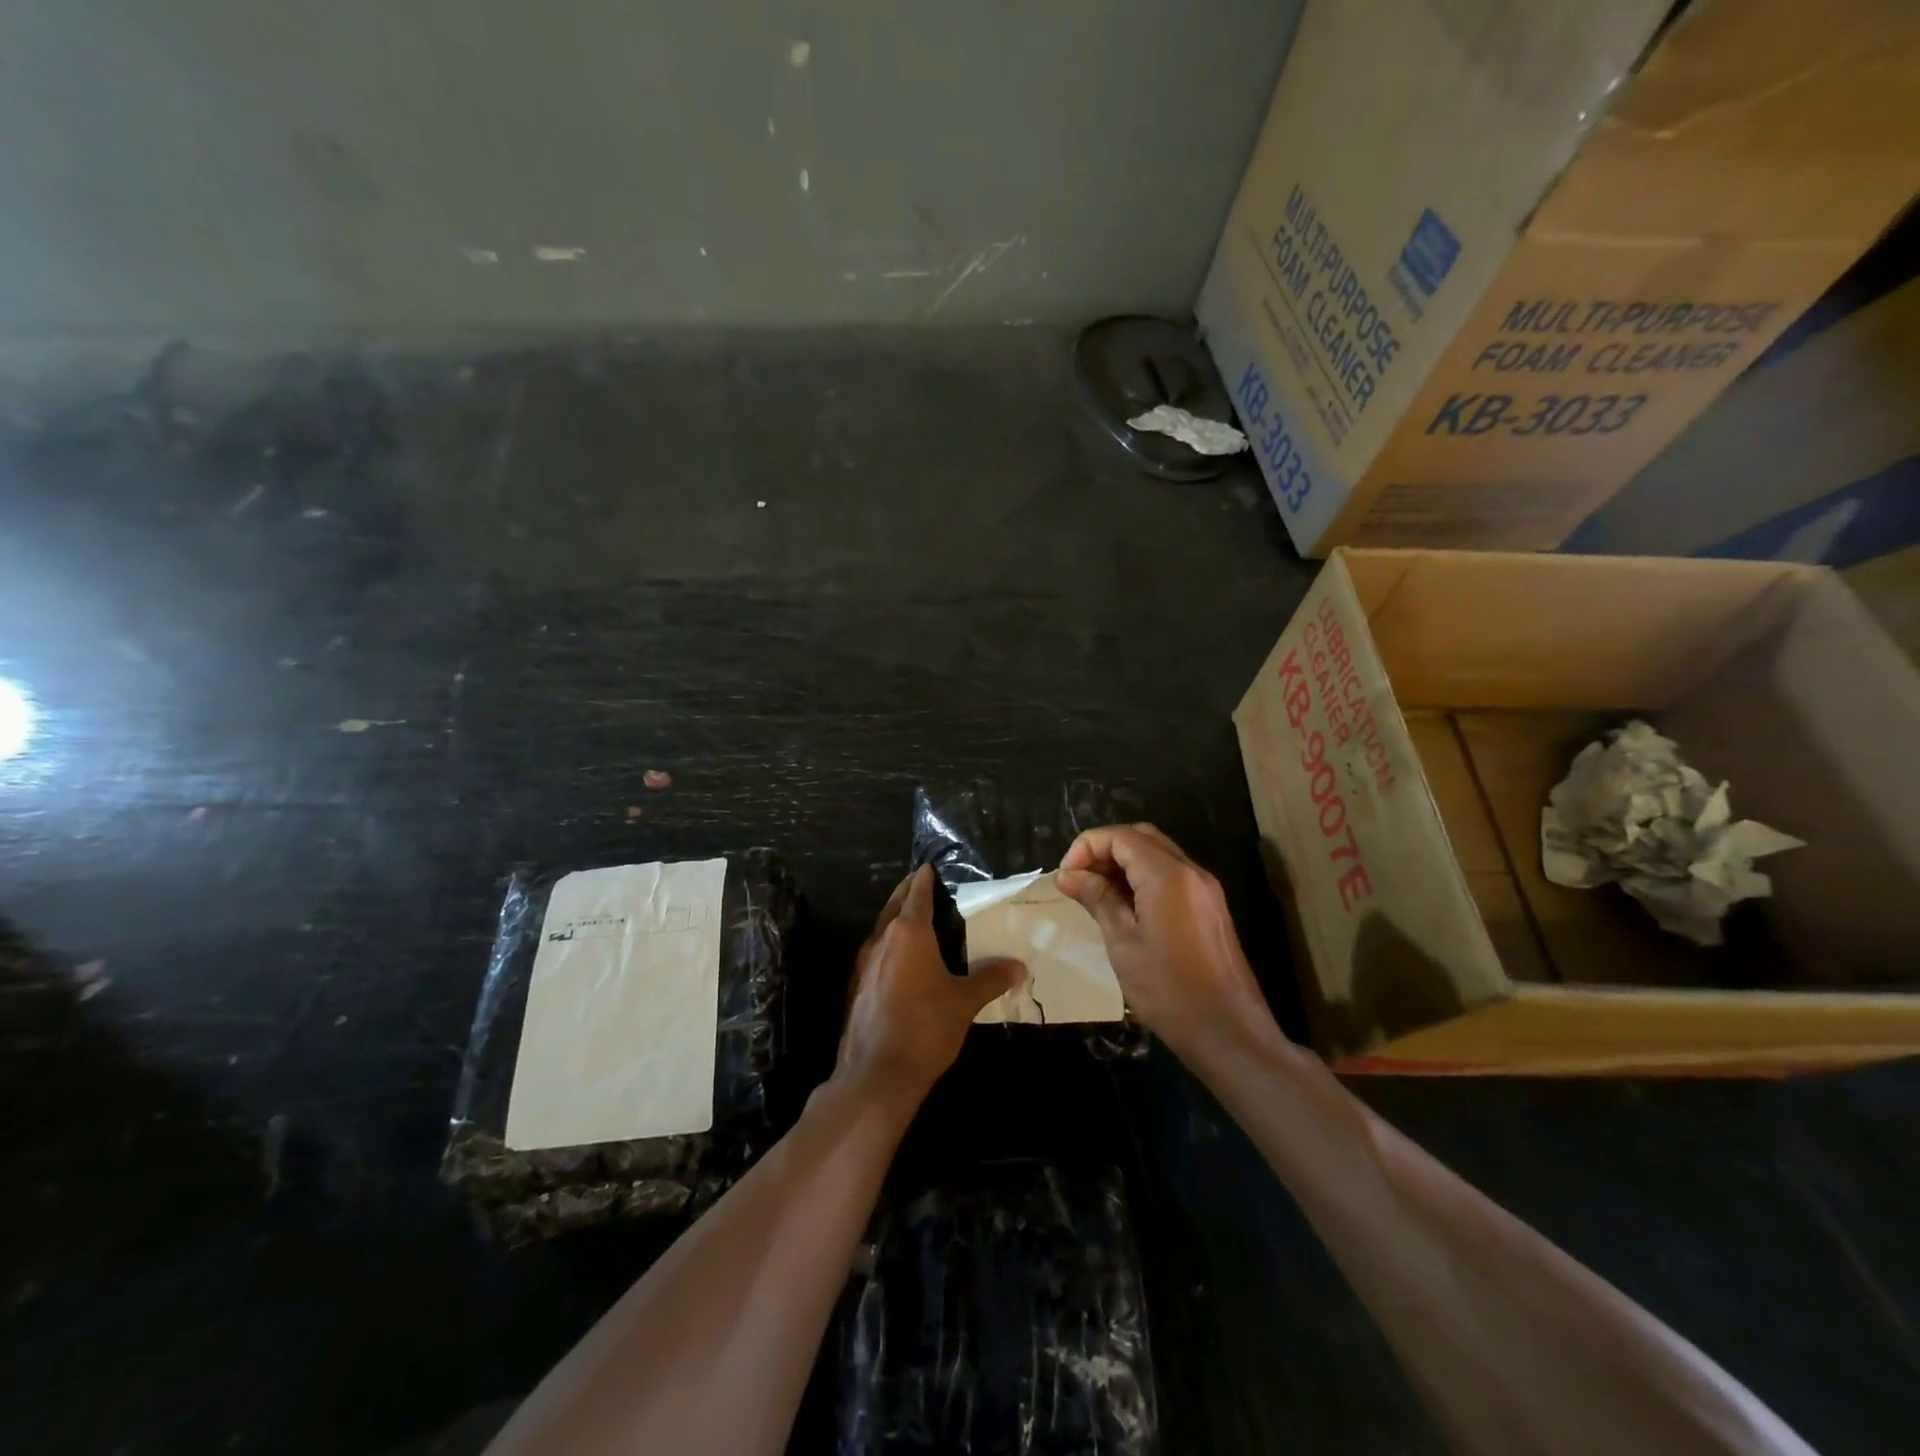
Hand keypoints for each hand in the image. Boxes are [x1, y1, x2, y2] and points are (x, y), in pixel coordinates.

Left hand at [837, 866, 1026, 1107]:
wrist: (875, 1074)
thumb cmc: (925, 1028)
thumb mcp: (964, 1002)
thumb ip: (990, 978)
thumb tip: (1019, 967)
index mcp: (908, 933)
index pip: (917, 893)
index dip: (924, 879)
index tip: (930, 867)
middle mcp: (882, 940)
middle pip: (894, 905)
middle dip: (908, 892)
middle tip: (923, 884)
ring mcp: (864, 963)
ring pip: (882, 929)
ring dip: (896, 918)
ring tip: (917, 920)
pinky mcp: (857, 986)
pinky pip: (876, 953)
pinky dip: (890, 945)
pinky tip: (903, 961)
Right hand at [1056, 824, 1270, 1057]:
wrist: (1229, 1032)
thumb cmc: (1168, 989)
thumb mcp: (1123, 943)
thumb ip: (1097, 899)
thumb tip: (1068, 874)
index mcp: (1167, 875)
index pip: (1120, 836)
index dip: (1086, 847)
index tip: (1065, 876)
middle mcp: (1191, 871)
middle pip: (1141, 837)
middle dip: (1105, 849)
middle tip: (1078, 879)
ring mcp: (1205, 889)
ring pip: (1158, 854)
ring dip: (1124, 862)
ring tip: (1095, 892)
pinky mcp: (1211, 907)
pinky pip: (1172, 875)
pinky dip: (1144, 877)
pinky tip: (1125, 906)